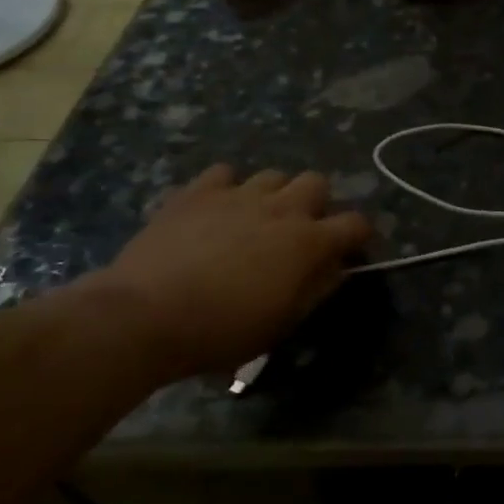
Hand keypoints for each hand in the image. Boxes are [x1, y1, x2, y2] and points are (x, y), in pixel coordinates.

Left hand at [78, 165, 371, 380]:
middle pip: (317, 182)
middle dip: (317, 203)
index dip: (359, 236)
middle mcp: (282, 208)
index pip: (356, 223)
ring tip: (258, 219)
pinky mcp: (196, 192)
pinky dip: (227, 188)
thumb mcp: (284, 321)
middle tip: (301, 230)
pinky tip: (217, 210)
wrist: (144, 316)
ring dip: (274, 194)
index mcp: (310, 241)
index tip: (350, 251)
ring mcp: (238, 195)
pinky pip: (223, 173)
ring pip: (273, 175)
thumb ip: (319, 288)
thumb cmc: (224, 329)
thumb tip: (337, 268)